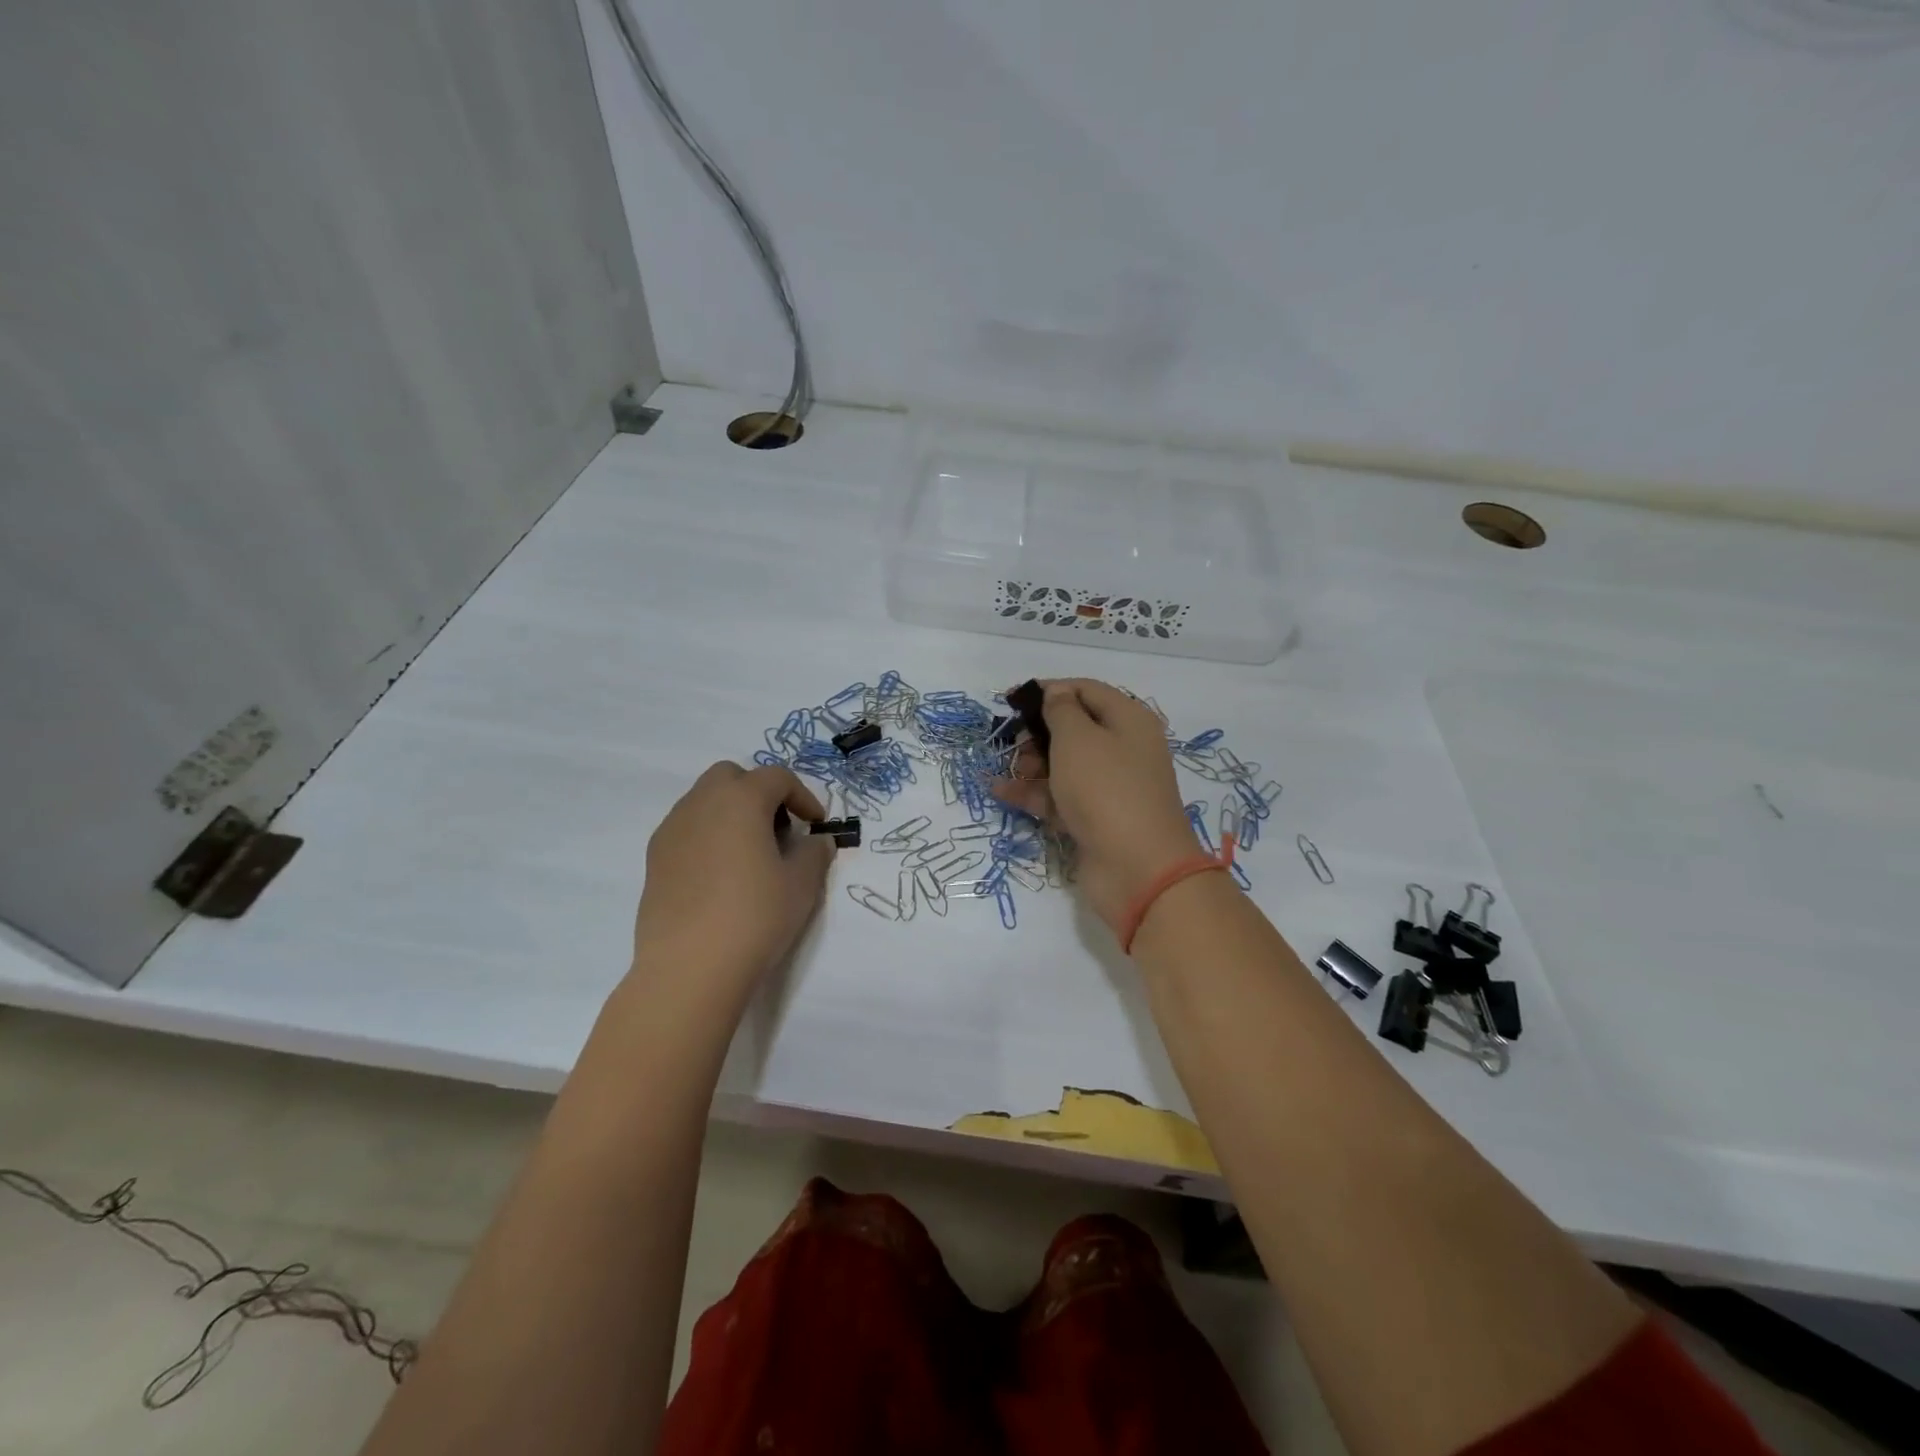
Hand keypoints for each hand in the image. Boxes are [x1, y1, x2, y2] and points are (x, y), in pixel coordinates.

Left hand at [631, 763, 835, 1006]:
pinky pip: (687, 830)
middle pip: (732, 776)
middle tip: (779, 827)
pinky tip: (721, 874)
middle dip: (758, 792)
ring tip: (751, 853)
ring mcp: (672, 830)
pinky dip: (708, 836)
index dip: (803, 796)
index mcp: (740, 799)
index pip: (777, 777)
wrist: (689, 968)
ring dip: (731, 813)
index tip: (816, 824)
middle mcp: (700, 804)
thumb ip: (814, 853)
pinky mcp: (654, 860)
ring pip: (704, 801)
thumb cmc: (755, 916)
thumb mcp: (801, 884)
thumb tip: (816, 841)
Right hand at [991, 679, 1199, 932]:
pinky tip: (1000, 792)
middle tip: (1014, 743)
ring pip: (1064, 764)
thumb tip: (1055, 695)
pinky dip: (1034, 792)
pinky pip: (1060, 796)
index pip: (1086, 690)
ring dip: (1032, 764)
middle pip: (1074, 728)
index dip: (1049, 690)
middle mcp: (1123, 749)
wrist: (1136, 869)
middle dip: (1038, 732)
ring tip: (1010, 772)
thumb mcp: (1078, 738)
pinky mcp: (1095, 818)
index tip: (1012, 701)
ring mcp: (1109, 787)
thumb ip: (1060, 710)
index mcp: (1128, 720)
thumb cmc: (1106, 789)